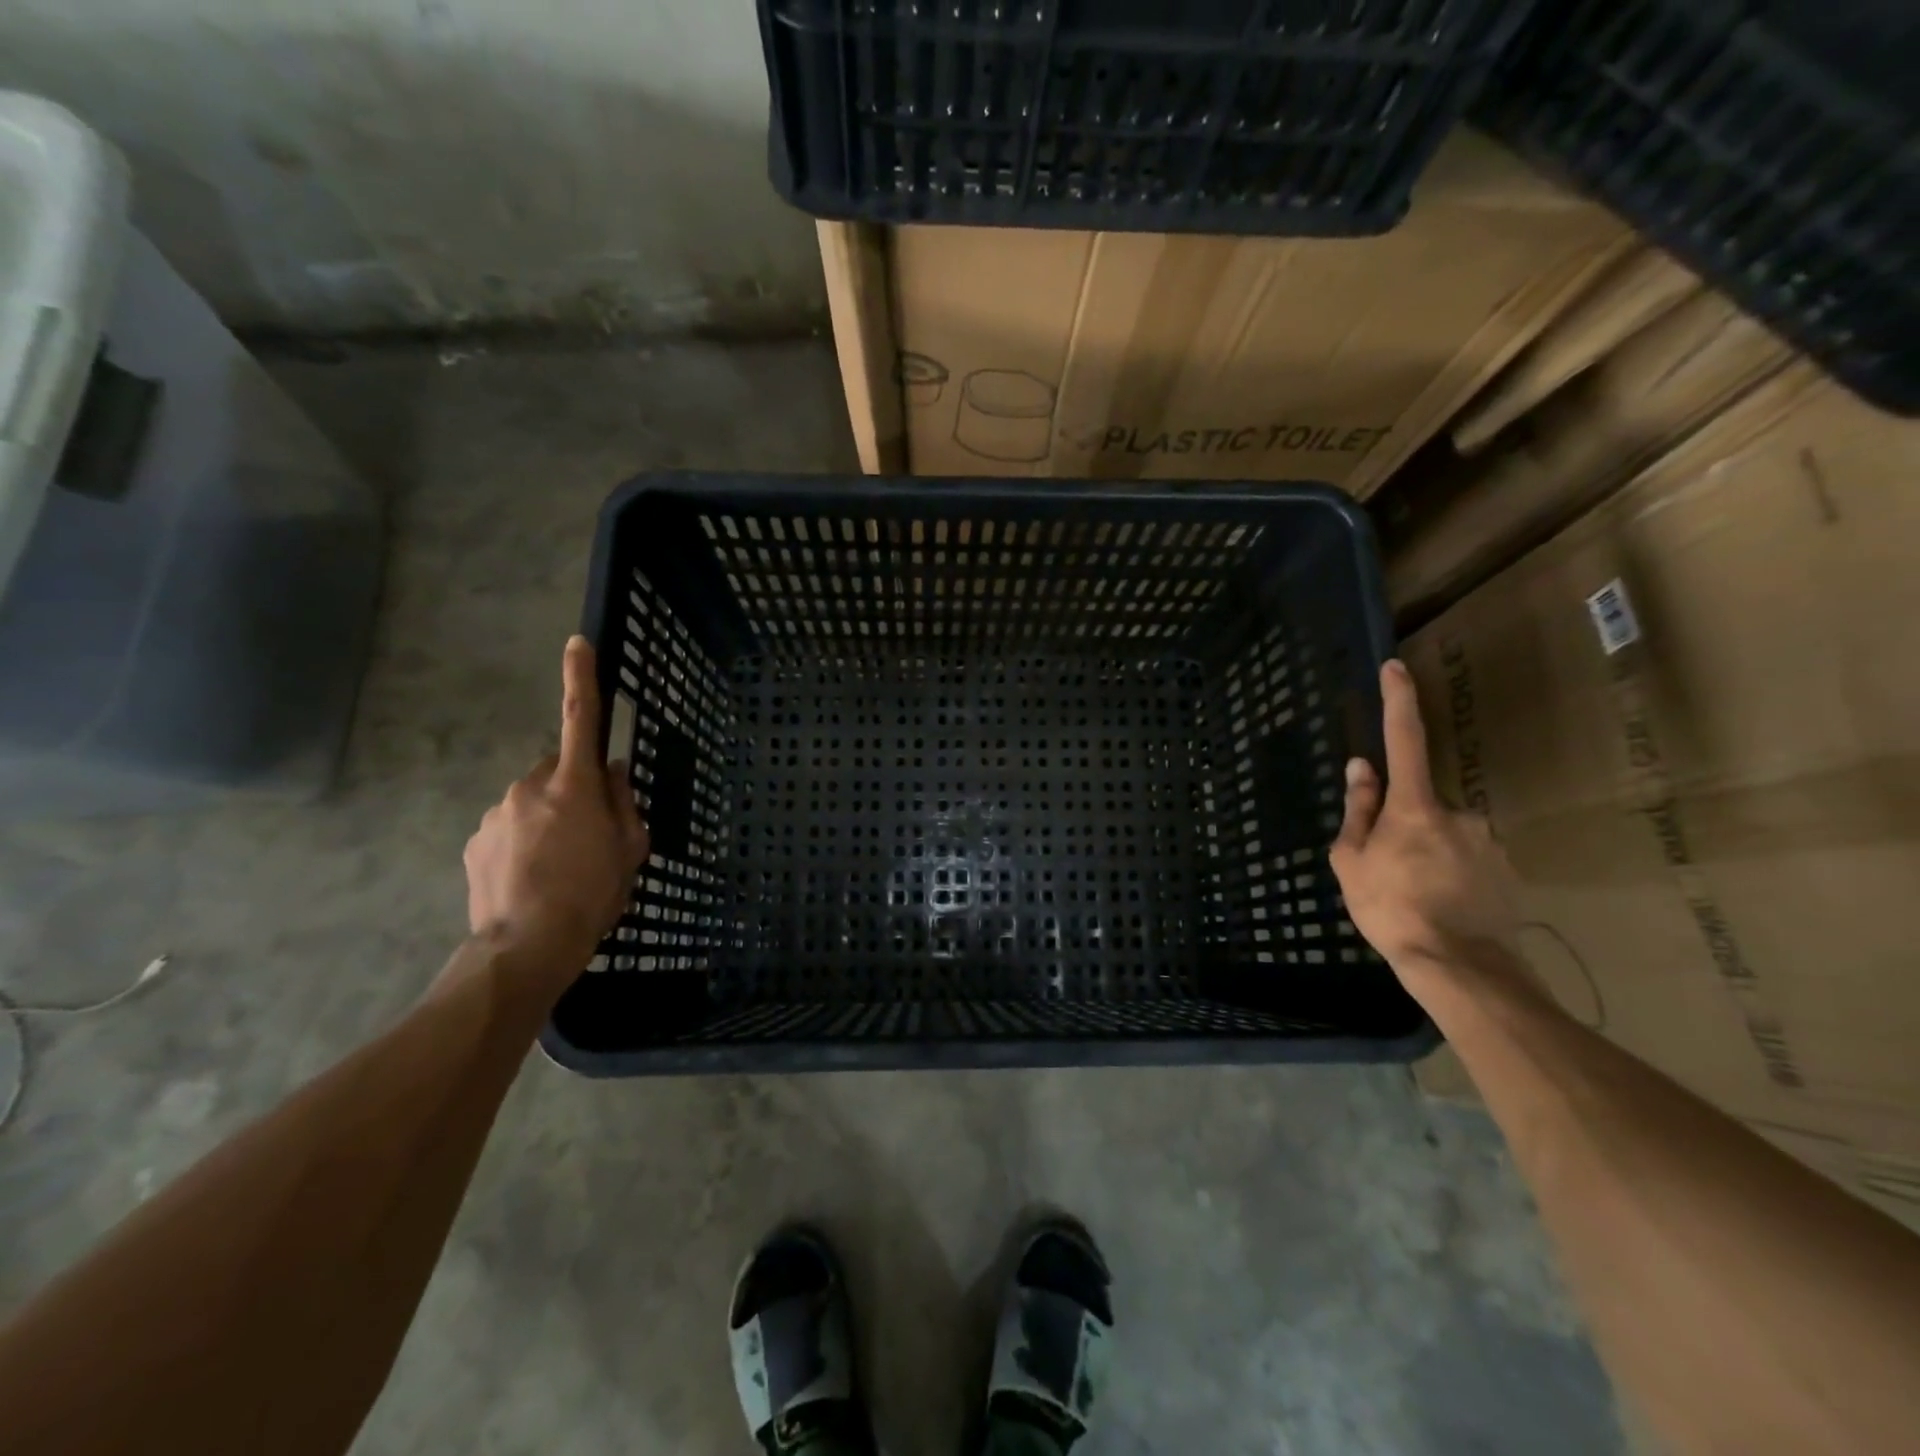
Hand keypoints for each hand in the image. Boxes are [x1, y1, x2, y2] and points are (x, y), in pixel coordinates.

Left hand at [463, 636, 648, 979]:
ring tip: (558, 866)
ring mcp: (495, 814)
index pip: (580, 720)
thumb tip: (615, 773)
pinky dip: (521, 842)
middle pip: (557, 771)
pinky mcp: (474, 842)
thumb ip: (625, 804)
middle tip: (589, 833)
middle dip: (572, 789)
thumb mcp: (630, 850)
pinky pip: (507, 828)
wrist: (526, 947)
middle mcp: (529, 788)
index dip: (581, 678)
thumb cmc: (592, 895)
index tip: (577, 643)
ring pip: (531, 802)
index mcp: (574, 786)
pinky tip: (531, 877)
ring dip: (546, 820)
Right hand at [1330, 661, 1520, 986]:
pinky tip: (1444, 905)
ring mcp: (1488, 840)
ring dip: (1430, 854)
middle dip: (1405, 827)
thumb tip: (1361, 768)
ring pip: (1447, 834)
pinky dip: (1454, 874)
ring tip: (1418, 897)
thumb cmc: (1390, 908)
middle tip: (1389, 871)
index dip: (1398, 701)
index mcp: (1414, 807)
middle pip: (1421, 805)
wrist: (1459, 965)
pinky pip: (1470, 858)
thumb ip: (1358, 810)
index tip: (1396, 668)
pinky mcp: (1508, 868)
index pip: (1403, 740)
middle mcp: (1458, 812)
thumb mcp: (1352, 861)